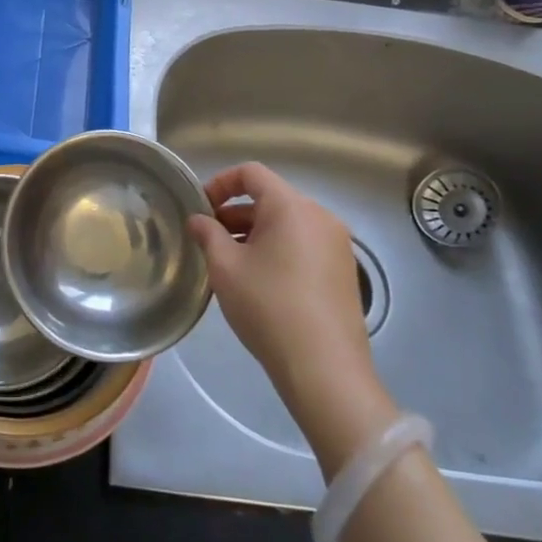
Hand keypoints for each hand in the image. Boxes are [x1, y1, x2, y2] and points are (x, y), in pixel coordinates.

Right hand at [187, 163, 396, 469]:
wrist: (324, 367)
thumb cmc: (268, 306)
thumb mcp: (225, 268)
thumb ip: (208, 234)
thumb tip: (199, 219)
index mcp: (292, 207)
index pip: (252, 174)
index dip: (220, 183)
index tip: (200, 208)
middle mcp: (320, 216)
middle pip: (270, 198)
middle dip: (235, 213)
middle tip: (208, 239)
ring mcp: (337, 244)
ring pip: (287, 223)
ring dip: (255, 233)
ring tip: (229, 262)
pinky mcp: (343, 271)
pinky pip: (303, 244)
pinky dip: (277, 249)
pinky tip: (259, 280)